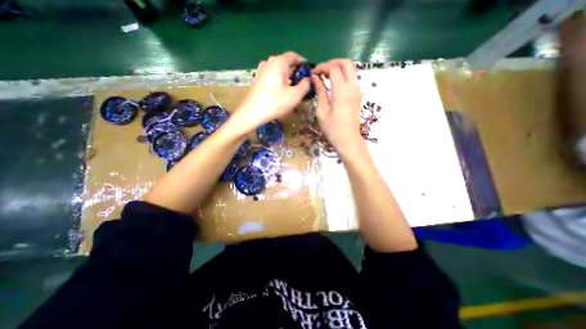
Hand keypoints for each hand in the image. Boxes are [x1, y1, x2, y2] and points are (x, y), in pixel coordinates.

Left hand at [233, 51, 311, 133]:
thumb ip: (305, 85)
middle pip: (285, 62)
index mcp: (278, 62)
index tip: (309, 72)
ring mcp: (261, 70)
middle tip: (303, 82)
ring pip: (278, 70)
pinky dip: (279, 80)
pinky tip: (282, 91)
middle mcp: (268, 62)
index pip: (294, 56)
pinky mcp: (257, 79)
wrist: (252, 113)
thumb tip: (308, 79)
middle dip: (296, 71)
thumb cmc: (275, 103)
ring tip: (294, 88)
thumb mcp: (295, 95)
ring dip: (287, 76)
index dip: (303, 62)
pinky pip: (272, 76)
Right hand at [313, 58, 365, 154]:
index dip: (322, 67)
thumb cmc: (332, 128)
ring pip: (351, 69)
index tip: (313, 73)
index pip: (333, 68)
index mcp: (342, 90)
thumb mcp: (322, 111)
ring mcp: (357, 90)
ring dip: (339, 68)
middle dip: (333, 62)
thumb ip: (320, 92)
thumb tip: (315, 78)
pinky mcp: (358, 95)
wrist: (348, 139)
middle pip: (346, 63)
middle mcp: (352, 86)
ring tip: (326, 76)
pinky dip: (343, 75)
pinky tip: (333, 83)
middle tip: (321, 70)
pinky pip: (352, 78)